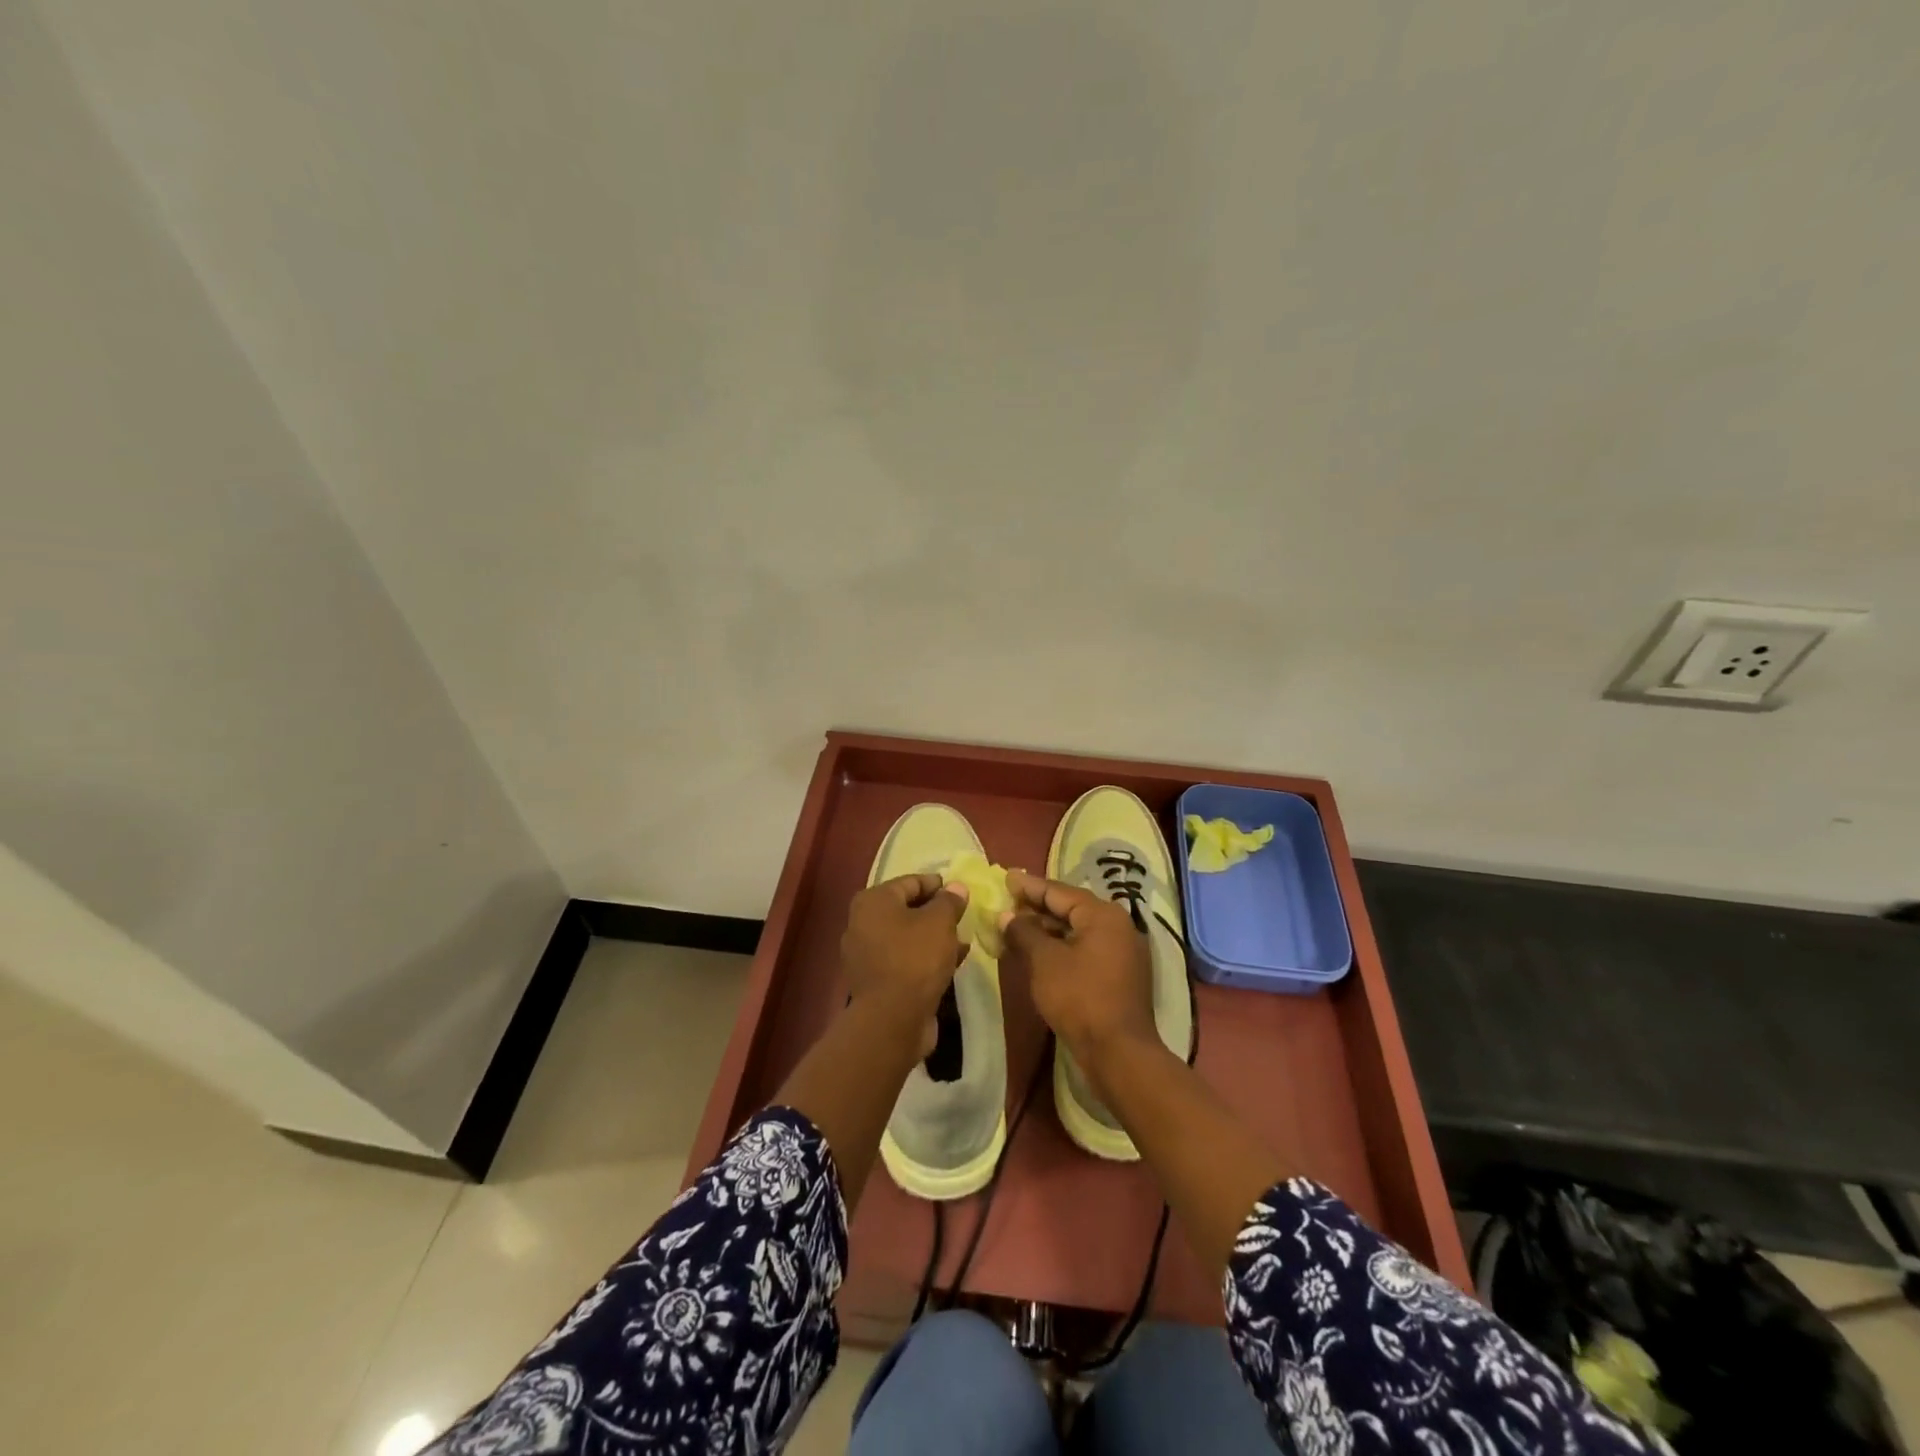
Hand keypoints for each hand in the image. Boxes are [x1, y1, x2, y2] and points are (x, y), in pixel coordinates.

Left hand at [841, 873, 969, 1055]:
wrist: (892, 1019)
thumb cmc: (915, 958)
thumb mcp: (940, 922)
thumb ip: (949, 901)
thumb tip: (956, 887)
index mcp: (873, 901)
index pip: (910, 882)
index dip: (938, 885)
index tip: (962, 892)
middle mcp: (862, 924)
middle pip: (907, 910)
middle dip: (937, 913)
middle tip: (964, 917)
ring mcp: (866, 955)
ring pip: (907, 937)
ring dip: (934, 938)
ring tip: (963, 940)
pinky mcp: (876, 981)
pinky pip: (905, 960)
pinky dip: (926, 958)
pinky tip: (952, 963)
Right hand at [998, 870, 1158, 1093]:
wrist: (1118, 1053)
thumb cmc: (1079, 998)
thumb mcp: (1044, 961)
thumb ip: (1023, 932)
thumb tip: (1006, 915)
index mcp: (1102, 914)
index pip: (1058, 891)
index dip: (1029, 886)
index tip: (1005, 876)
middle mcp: (1117, 926)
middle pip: (1070, 908)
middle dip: (1036, 907)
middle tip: (1007, 900)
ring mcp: (1121, 951)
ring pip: (1077, 930)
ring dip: (1046, 929)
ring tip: (1015, 927)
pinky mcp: (1119, 975)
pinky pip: (1084, 949)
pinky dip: (1061, 947)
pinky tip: (1037, 952)